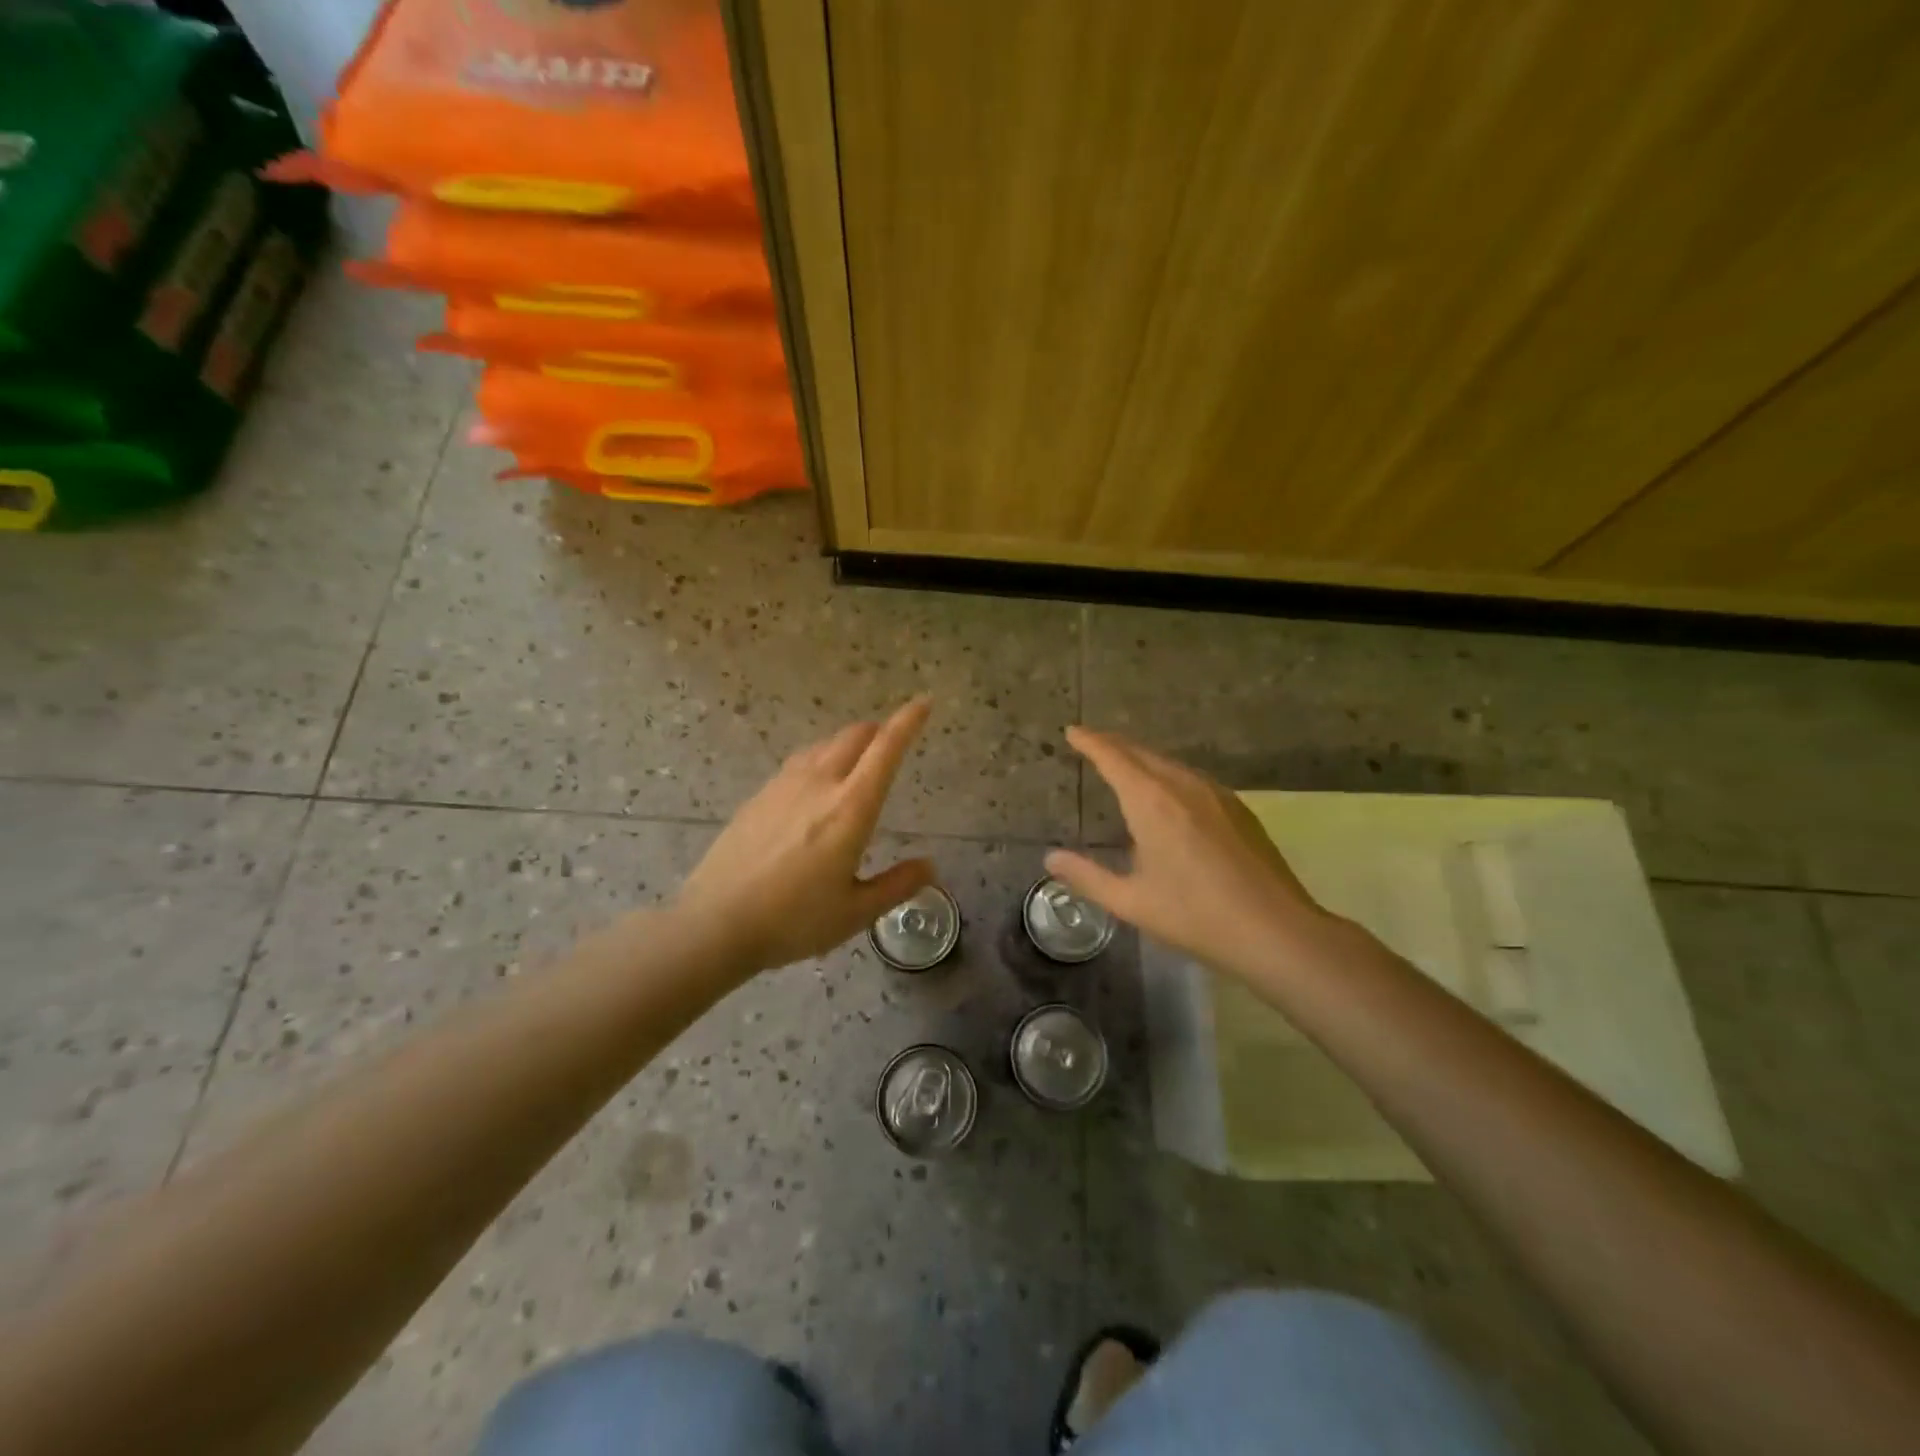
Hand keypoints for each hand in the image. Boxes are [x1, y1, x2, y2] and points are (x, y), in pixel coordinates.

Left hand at [677, 698, 936, 973]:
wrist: (715, 922)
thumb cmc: (793, 920)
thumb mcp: (855, 912)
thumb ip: (897, 885)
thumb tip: (930, 866)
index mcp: (850, 808)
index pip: (885, 749)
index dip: (908, 721)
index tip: (925, 703)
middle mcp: (819, 784)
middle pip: (854, 736)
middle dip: (879, 731)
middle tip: (891, 742)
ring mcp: (784, 786)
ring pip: (824, 745)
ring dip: (848, 744)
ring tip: (857, 761)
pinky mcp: (760, 796)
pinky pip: (800, 761)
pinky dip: (820, 759)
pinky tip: (815, 785)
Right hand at [1046, 727, 1335, 980]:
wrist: (1276, 931)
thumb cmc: (1195, 916)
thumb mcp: (1131, 902)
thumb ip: (1087, 877)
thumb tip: (1051, 858)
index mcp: (1152, 802)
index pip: (1113, 757)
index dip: (1090, 742)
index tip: (1073, 731)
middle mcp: (1183, 786)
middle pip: (1142, 753)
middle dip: (1114, 744)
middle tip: (1091, 742)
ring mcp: (1216, 795)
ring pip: (1170, 763)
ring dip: (1142, 758)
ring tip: (1124, 763)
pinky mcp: (1238, 809)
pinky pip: (1192, 778)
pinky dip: (1168, 773)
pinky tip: (1169, 792)